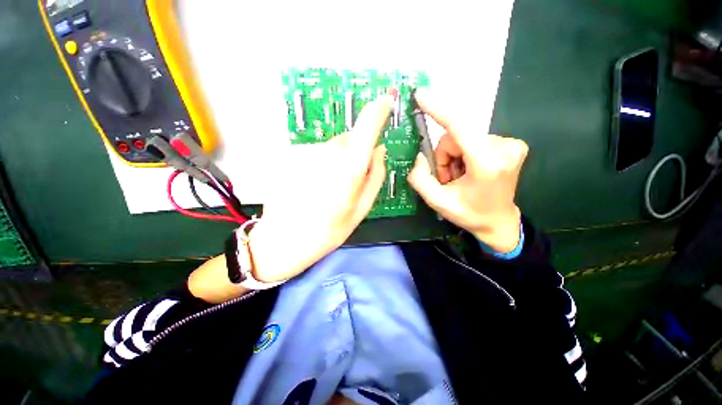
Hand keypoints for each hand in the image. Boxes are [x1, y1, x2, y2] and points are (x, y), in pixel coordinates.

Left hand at [249, 96, 392, 281]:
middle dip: (354, 154)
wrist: (282, 240)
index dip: (378, 111)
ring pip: (331, 148)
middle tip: (348, 182)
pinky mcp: (290, 155)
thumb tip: (379, 150)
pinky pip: (314, 154)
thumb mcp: (361, 209)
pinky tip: (310, 186)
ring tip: (326, 189)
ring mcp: (305, 151)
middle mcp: (327, 152)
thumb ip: (375, 176)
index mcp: (348, 168)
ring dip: (335, 162)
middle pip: (349, 140)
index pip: (366, 126)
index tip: (386, 102)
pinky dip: (318, 165)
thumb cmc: (328, 231)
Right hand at [408, 90, 527, 252]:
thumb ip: (420, 178)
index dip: (438, 110)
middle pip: (456, 136)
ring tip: (457, 177)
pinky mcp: (511, 144)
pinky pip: (474, 139)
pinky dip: (464, 154)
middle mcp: (504, 148)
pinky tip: (468, 171)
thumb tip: (419, 156)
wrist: (498, 222)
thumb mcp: (437, 202)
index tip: (421, 95)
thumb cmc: (469, 214)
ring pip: (464, 137)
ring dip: (453, 156)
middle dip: (444, 156)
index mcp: (487, 164)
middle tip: (446, 178)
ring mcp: (511, 144)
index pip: (460, 127)